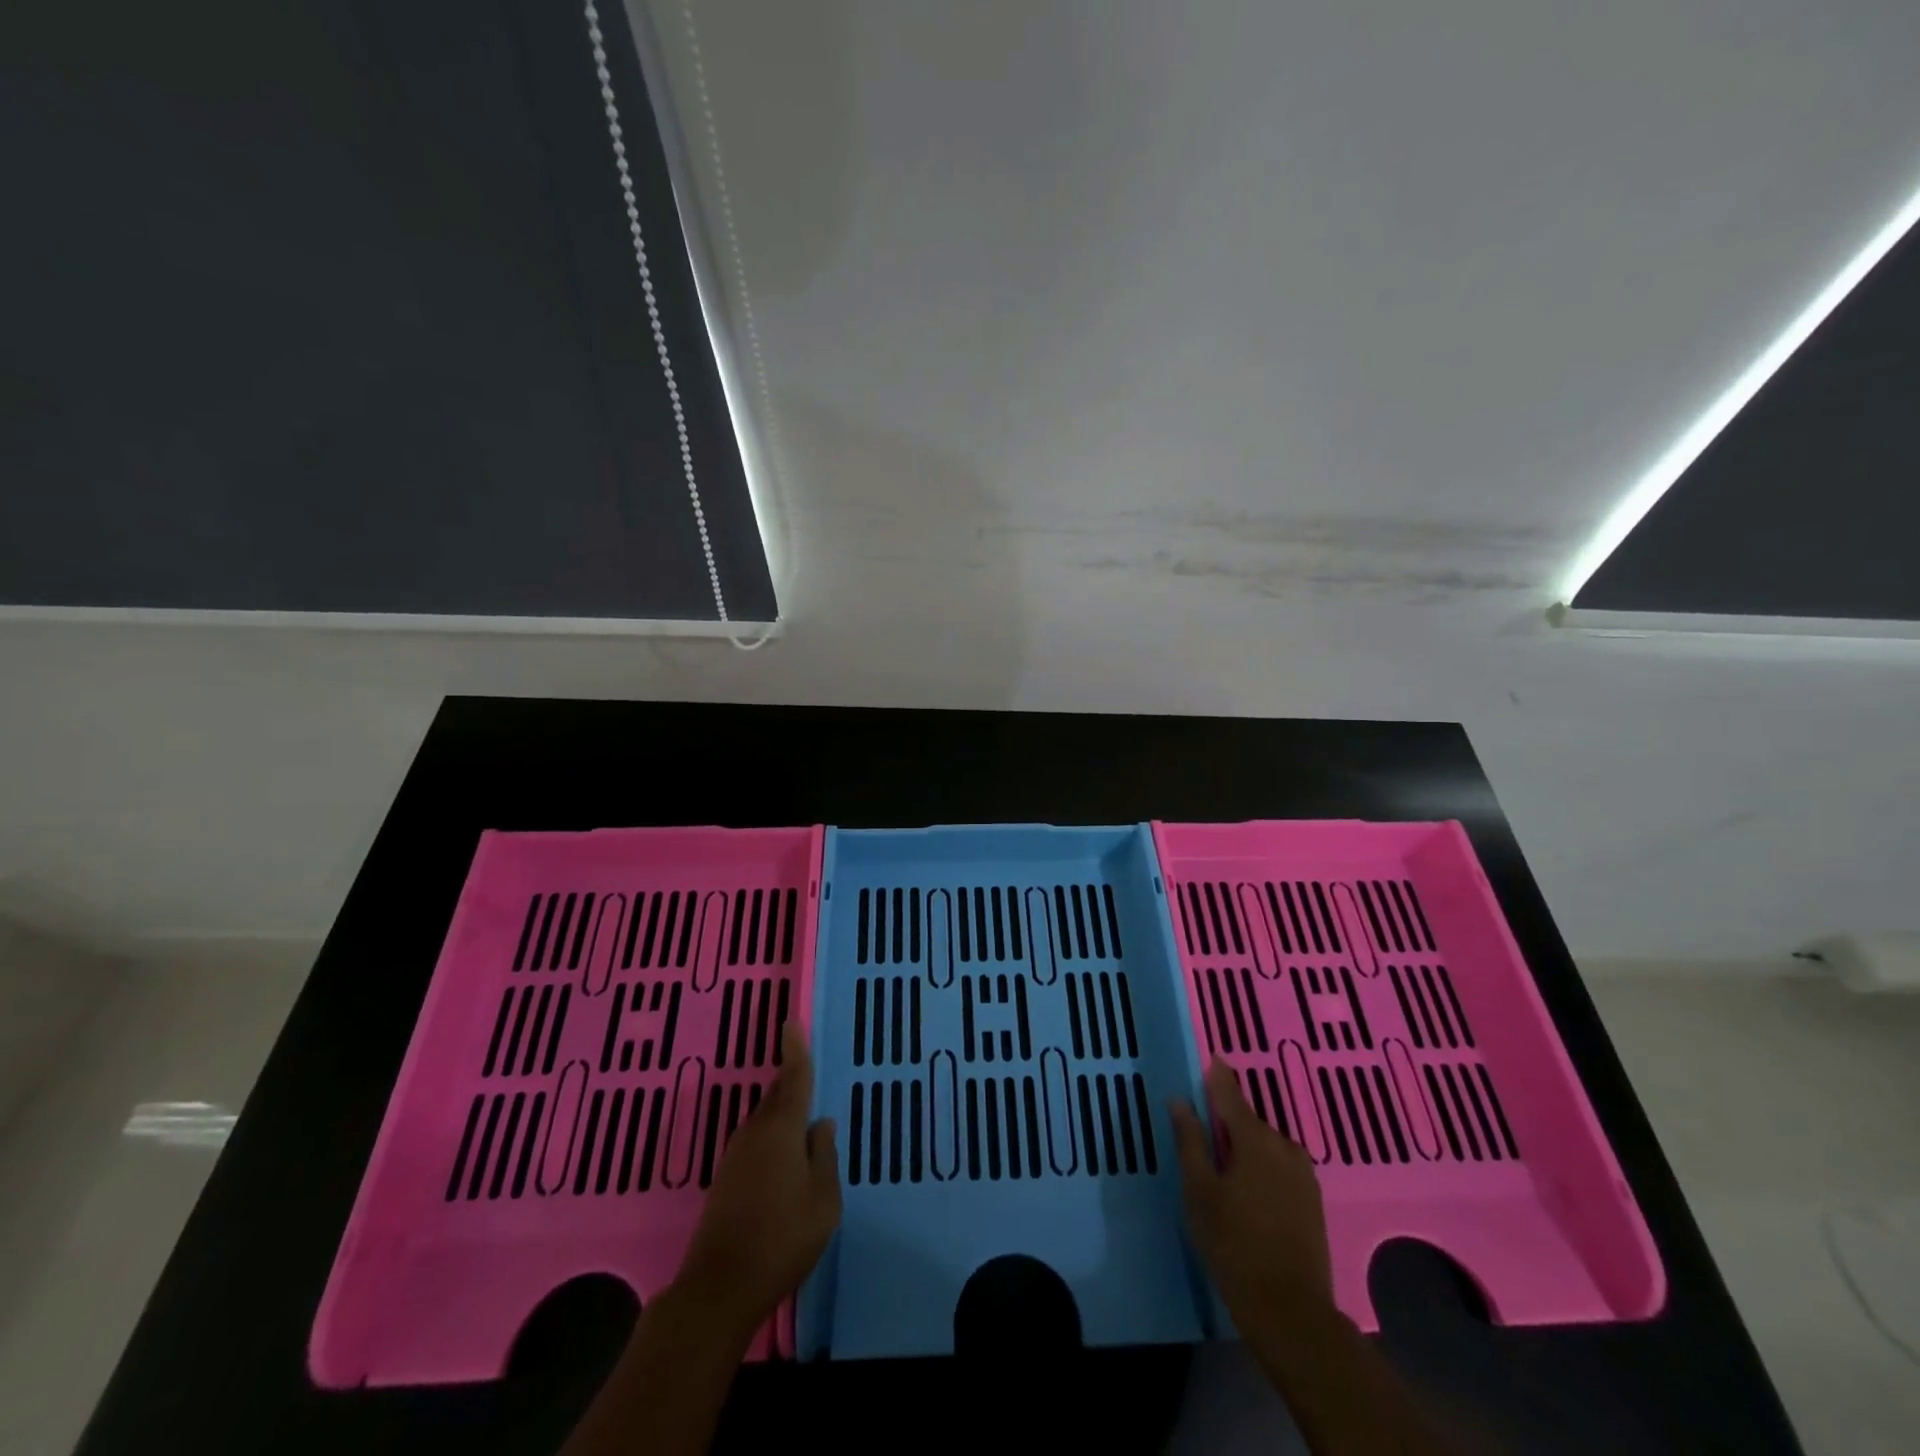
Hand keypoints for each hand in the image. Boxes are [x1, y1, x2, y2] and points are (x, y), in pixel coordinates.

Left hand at [673, 1023, 840, 1338]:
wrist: (719, 1288)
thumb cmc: (782, 1238)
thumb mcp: (823, 1200)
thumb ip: (824, 1156)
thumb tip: (820, 1124)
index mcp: (781, 1129)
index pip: (794, 1078)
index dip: (795, 1049)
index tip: (791, 1022)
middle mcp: (755, 1132)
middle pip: (777, 1096)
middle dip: (792, 1082)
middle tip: (809, 1072)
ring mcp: (735, 1155)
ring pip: (765, 1120)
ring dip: (783, 1113)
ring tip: (803, 1118)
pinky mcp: (725, 1178)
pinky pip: (756, 1141)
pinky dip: (772, 1137)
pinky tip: (783, 1158)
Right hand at [1171, 1059, 1334, 1339]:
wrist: (1290, 1311)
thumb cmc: (1233, 1244)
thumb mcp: (1199, 1190)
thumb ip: (1190, 1141)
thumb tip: (1180, 1100)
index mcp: (1255, 1139)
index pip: (1231, 1094)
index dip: (1218, 1076)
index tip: (1211, 1058)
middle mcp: (1284, 1146)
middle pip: (1249, 1122)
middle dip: (1228, 1122)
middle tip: (1203, 1134)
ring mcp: (1303, 1174)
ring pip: (1266, 1146)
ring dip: (1246, 1148)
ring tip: (1223, 1168)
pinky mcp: (1313, 1200)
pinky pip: (1280, 1167)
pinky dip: (1263, 1167)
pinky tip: (1249, 1191)